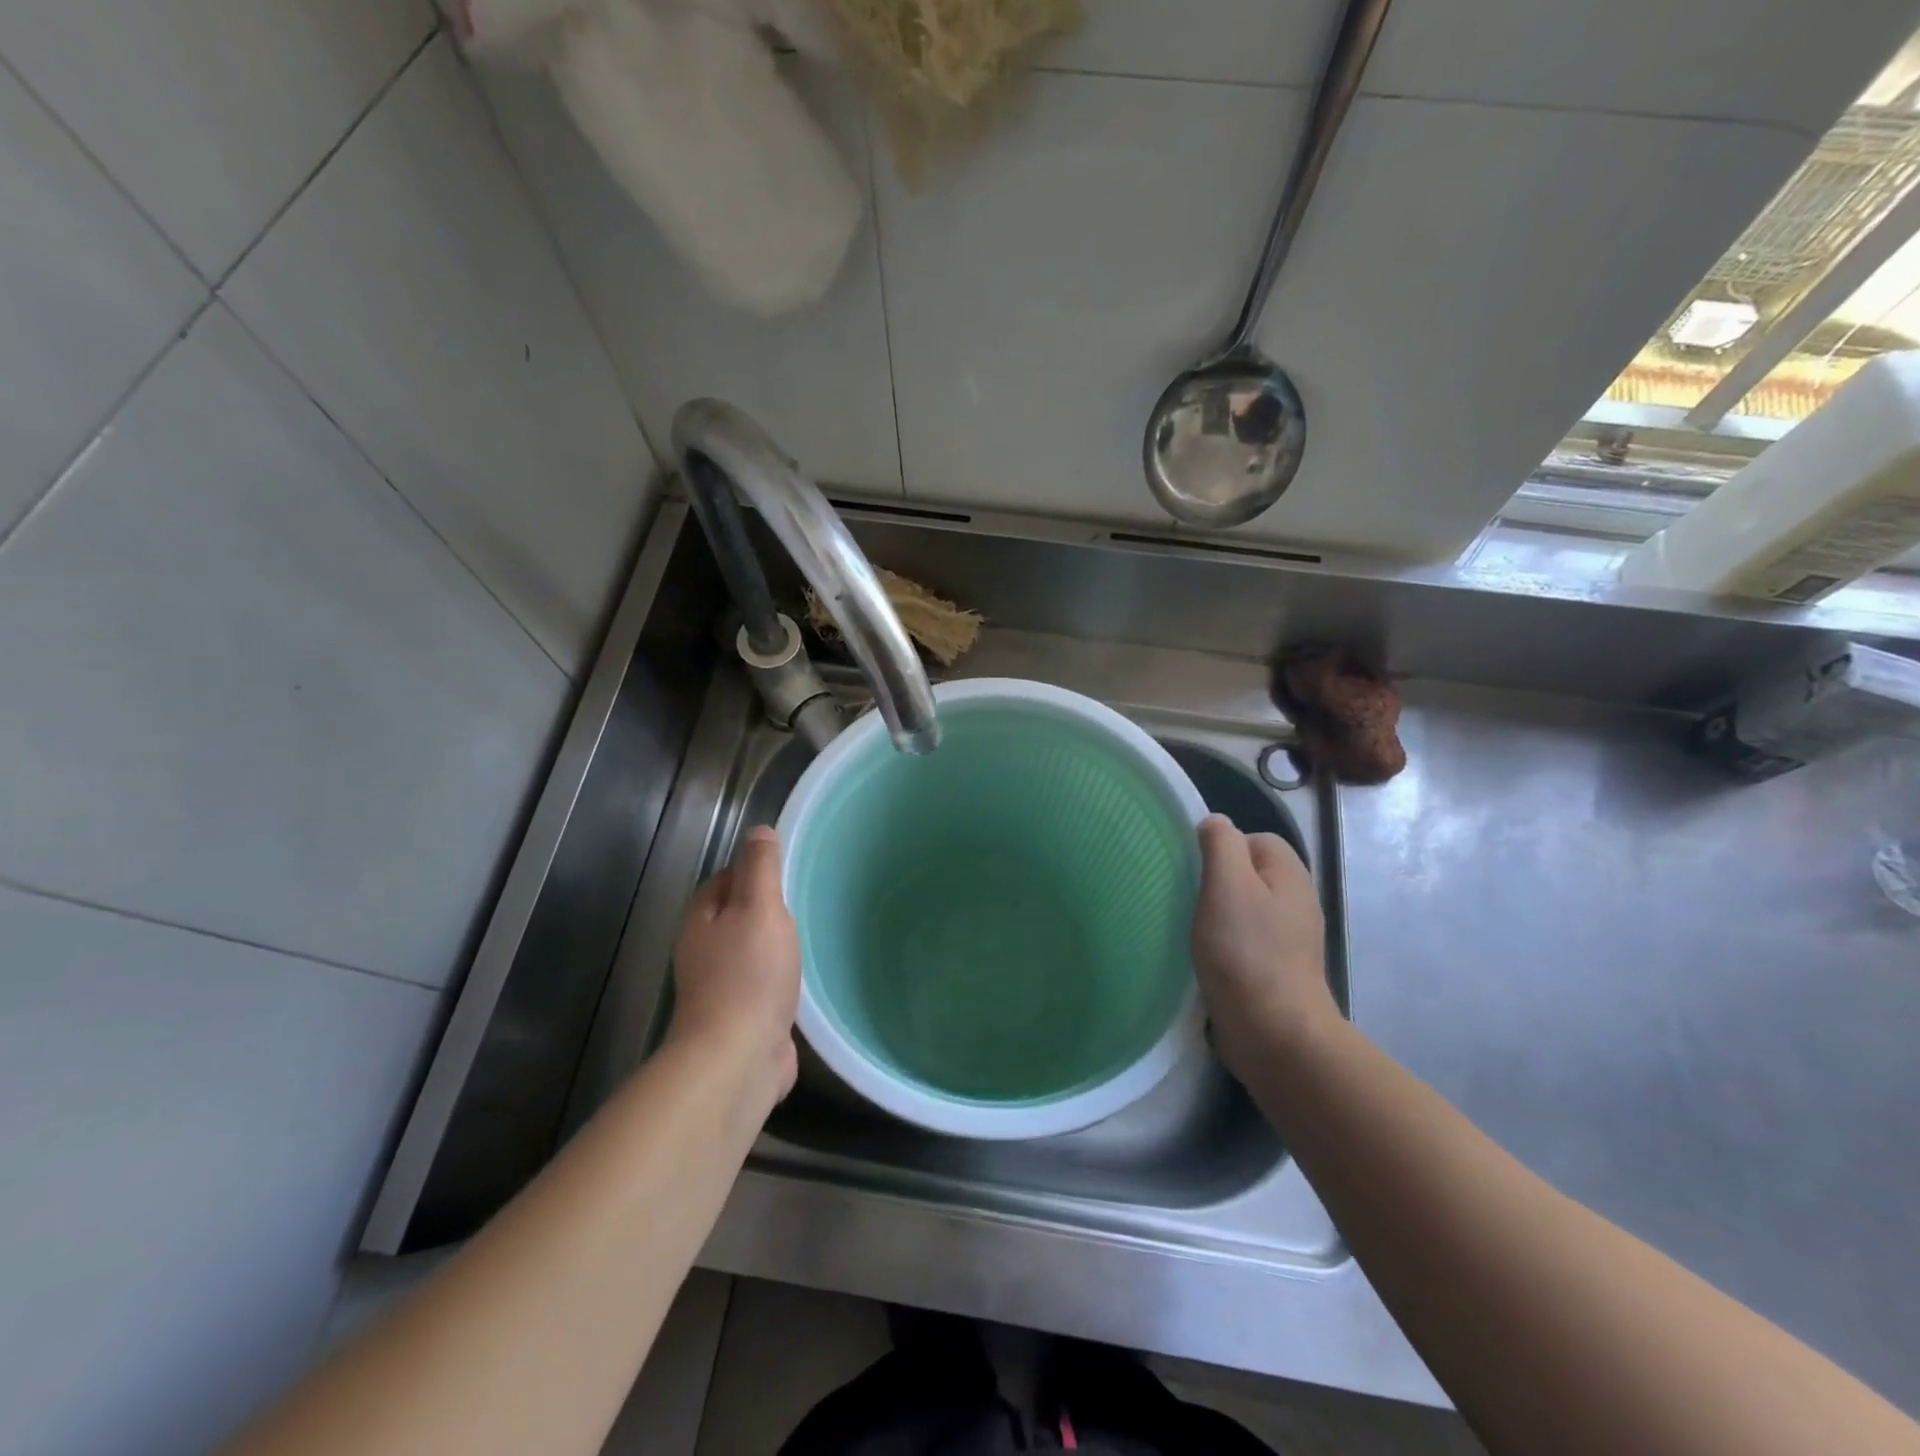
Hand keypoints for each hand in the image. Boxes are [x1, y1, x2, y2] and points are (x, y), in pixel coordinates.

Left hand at [669, 826, 801, 1106]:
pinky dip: (779, 978)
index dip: (754, 869)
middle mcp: (703, 950)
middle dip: (766, 908)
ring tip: (809, 938)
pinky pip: (762, 985)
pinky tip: (803, 979)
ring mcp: (719, 987)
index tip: (788, 870)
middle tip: (805, 903)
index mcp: (701, 918)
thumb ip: (760, 868)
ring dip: (774, 944)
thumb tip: (757, 830)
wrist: (737, 1058)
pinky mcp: (739, 1017)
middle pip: (736, 915)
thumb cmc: (749, 974)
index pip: (725, 878)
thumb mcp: (759, 908)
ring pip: (749, 951)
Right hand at [1192, 814, 1336, 1078]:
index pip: (1252, 838)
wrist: (1275, 1033)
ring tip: (1192, 931)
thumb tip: (1215, 823)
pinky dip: (1223, 945)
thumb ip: (1221, 844)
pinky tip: (1205, 959)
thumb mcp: (1227, 884)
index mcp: (1289, 873)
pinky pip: (1244, 941)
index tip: (1194, 873)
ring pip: (1243, 908)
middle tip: (1188, 901)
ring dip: (1216, 917)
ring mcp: (1289, 939)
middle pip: (1247, 873)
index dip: (1220, 848)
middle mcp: (1296, 900)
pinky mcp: (1276, 970)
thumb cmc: (1246, 952)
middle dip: (1215, 883)